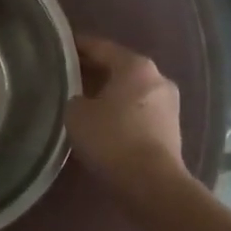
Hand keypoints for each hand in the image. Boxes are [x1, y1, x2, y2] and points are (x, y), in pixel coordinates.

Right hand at [66, 35, 185, 196]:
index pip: (100, 47)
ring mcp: (169, 104)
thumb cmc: (112, 139)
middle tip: (67, 75)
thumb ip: (75, 98)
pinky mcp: (171, 129)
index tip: (59, 46)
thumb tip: (81, 100)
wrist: (152, 184)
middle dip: (94, 70)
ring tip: (82, 100)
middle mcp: (157, 77)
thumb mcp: (76, 114)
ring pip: (130, 90)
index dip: (77, 45)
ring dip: (109, 93)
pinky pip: (139, 111)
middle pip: (118, 67)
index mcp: (136, 65)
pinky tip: (103, 122)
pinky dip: (121, 111)